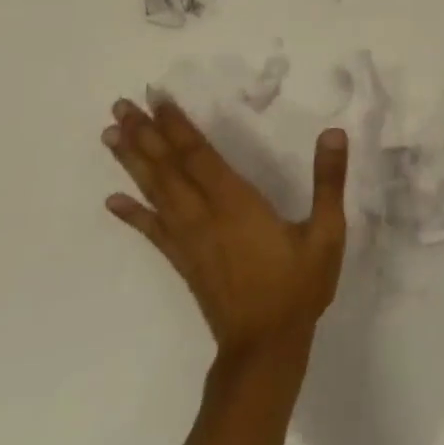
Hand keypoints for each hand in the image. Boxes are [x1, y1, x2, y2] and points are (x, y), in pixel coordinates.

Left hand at [102, 96, 347, 360]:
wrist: (265, 346)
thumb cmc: (298, 286)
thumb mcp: (327, 232)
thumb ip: (329, 182)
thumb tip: (333, 133)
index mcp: (236, 204)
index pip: (199, 156)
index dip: (177, 126)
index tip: (157, 98)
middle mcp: (204, 216)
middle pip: (168, 168)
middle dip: (145, 134)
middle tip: (121, 105)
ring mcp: (188, 240)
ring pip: (155, 192)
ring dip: (133, 162)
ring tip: (110, 135)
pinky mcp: (183, 260)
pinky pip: (152, 231)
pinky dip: (131, 214)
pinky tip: (112, 200)